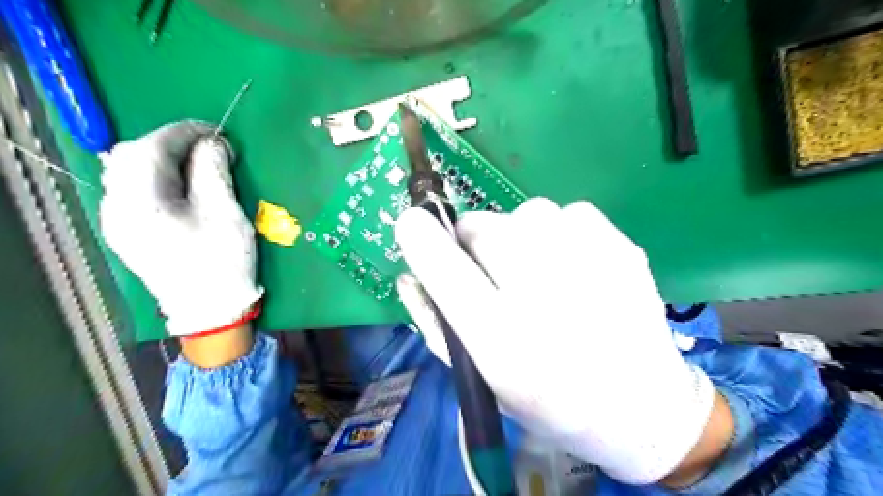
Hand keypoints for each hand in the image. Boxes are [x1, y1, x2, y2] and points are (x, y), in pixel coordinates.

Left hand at [99, 120, 260, 336]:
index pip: (152, 147)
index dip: (185, 132)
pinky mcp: (127, 232)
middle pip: (131, 156)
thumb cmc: (222, 262)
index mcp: (140, 203)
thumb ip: (214, 171)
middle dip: (171, 144)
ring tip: (197, 165)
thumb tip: (213, 143)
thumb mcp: (225, 213)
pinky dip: (156, 178)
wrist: (210, 309)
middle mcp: (117, 208)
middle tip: (209, 149)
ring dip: (162, 159)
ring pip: (128, 172)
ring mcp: (118, 222)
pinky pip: (133, 191)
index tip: (218, 133)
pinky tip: (180, 186)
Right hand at [397, 196, 719, 484]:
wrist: (640, 406)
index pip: (445, 269)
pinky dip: (560, 234)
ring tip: (543, 276)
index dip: (422, 239)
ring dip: (520, 237)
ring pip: (525, 213)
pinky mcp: (620, 244)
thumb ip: (435, 324)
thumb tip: (408, 274)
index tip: (413, 224)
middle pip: (484, 227)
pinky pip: (567, 213)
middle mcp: (545, 296)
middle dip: (476, 244)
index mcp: (503, 340)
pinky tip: (577, 269)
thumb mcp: (481, 379)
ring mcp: (589, 262)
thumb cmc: (548, 400)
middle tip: (497, 274)